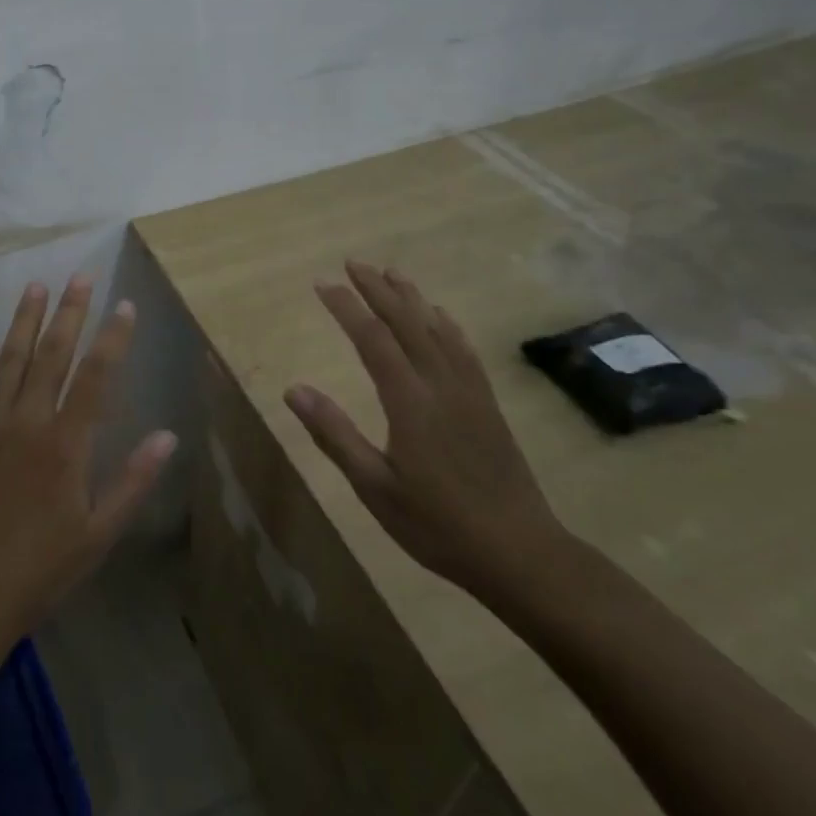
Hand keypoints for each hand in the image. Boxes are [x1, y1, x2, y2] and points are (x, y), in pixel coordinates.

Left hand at [0, 275, 178, 655]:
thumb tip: (167, 435)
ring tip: (36, 287)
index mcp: (65, 444)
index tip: (123, 305)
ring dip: (24, 321)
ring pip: (8, 360)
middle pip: (51, 354)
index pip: (96, 376)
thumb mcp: (97, 536)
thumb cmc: (37, 572)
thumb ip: (132, 481)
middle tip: (81, 275)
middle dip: (69, 312)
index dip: (112, 338)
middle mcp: (25, 422)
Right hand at [284, 260, 565, 596]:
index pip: (372, 338)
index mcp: (409, 401)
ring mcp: (469, 392)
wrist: (521, 553)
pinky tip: (441, 316)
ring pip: (437, 330)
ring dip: (411, 298)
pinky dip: (447, 325)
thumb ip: (335, 434)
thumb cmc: (438, 525)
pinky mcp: (487, 405)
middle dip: (377, 289)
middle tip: (353, 263)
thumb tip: (295, 389)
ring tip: (392, 273)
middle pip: (406, 323)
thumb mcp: (375, 487)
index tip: (323, 284)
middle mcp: (440, 384)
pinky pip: (464, 351)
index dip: (346, 307)